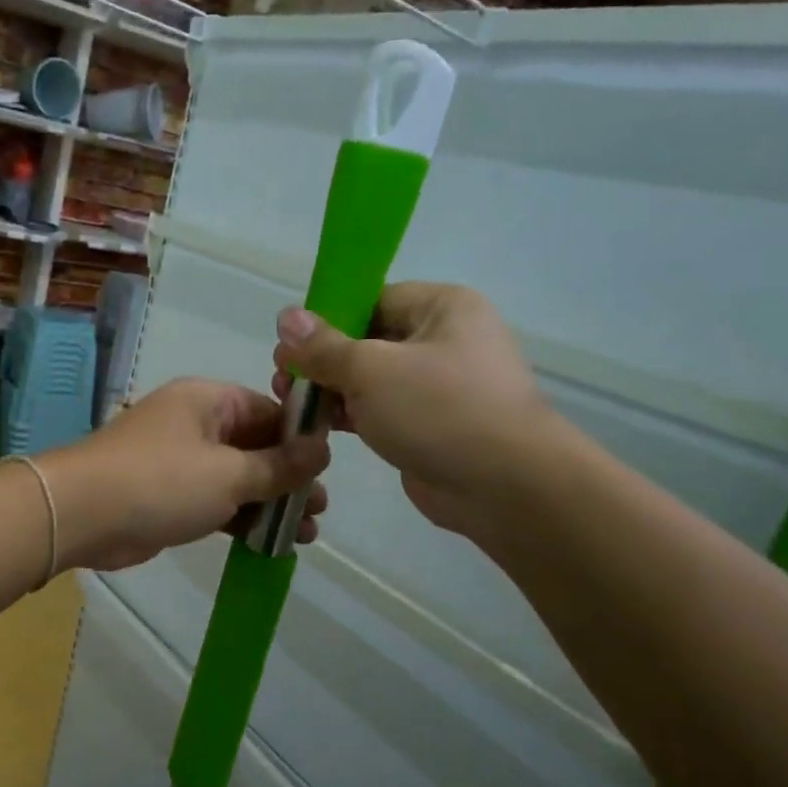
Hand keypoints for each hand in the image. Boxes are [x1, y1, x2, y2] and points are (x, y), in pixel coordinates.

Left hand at [40, 378, 329, 571]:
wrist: (82, 515)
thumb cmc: (161, 482)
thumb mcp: (230, 473)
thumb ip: (279, 466)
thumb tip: (322, 450)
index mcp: (209, 401)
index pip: (269, 411)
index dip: (300, 440)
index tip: (328, 471)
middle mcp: (195, 424)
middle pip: (255, 446)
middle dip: (289, 479)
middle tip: (320, 511)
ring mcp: (180, 462)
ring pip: (237, 478)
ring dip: (269, 504)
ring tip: (306, 535)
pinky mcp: (169, 496)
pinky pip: (216, 501)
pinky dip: (241, 518)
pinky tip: (270, 542)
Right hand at [271, 282, 556, 539]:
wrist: (504, 486)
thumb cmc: (439, 410)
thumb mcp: (371, 370)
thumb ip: (324, 347)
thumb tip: (286, 318)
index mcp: (442, 307)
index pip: (372, 300)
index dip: (327, 319)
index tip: (289, 344)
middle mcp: (444, 339)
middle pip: (368, 340)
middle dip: (322, 360)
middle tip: (283, 379)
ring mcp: (439, 386)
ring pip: (372, 379)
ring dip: (331, 390)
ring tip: (291, 404)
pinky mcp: (430, 425)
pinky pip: (382, 410)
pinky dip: (351, 415)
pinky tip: (317, 426)